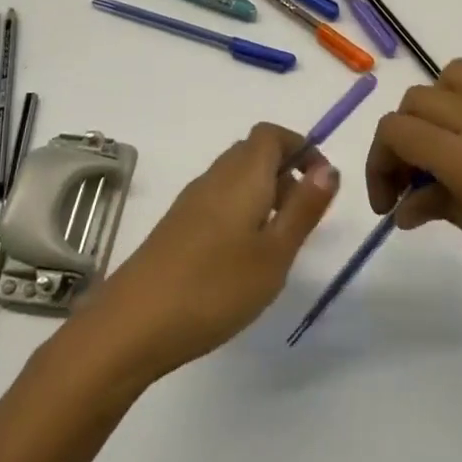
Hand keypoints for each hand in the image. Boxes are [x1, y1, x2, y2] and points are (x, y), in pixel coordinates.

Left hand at [74, 123, 338, 382]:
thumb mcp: (275, 253)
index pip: (272, 134)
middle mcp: (214, 178)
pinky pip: (218, 201)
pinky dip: (241, 212)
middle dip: (285, 171)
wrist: (132, 327)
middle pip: (253, 152)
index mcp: (242, 176)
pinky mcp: (176, 227)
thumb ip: (304, 208)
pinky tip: (243, 257)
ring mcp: (190, 202)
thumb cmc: (215, 288)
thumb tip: (329, 167)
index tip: (322, 182)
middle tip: (304, 214)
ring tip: (279, 240)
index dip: (301, 147)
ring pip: (235, 178)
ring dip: (264, 193)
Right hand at [365, 59, 461, 333]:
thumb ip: (444, 210)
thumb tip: (407, 205)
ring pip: (451, 76)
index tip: (389, 204)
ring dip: (433, 108)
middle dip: (400, 140)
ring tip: (443, 151)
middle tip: (411, 186)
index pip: (398, 131)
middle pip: (417, 101)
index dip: (379, 164)